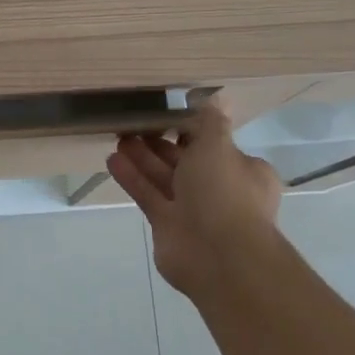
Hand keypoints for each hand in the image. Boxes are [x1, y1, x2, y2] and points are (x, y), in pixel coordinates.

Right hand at [107, 99, 282, 298]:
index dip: (190, 129)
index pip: (214, 144)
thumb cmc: (224, 192)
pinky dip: (133, 179)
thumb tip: (217, 98)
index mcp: (242, 170)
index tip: (165, 114)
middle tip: (133, 123)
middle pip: (185, 160)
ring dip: (142, 158)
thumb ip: (209, 122)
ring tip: (118, 137)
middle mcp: (220, 189)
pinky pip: (149, 196)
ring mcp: (193, 210)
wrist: (219, 256)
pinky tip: (112, 160)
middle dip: (160, 143)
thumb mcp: (218, 146)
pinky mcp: (168, 225)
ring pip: (164, 178)